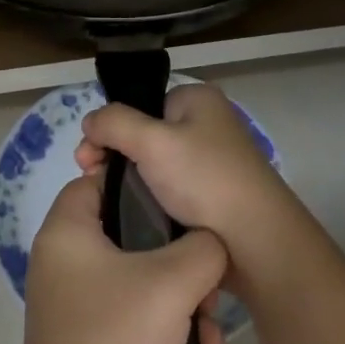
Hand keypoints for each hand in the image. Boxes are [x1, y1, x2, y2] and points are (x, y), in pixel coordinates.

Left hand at [14, 172, 227, 343]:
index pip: (99, 180)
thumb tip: (209, 244)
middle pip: (128, 232)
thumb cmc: (115, 343)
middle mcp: (63, 260)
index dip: (140, 183)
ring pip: (138, 277)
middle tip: (208, 279)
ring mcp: (74, 303)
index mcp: (67, 231)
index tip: (182, 200)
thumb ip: (203, 248)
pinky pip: (132, 313)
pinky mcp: (88, 340)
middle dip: (177, 255)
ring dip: (180, 296)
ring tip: (211, 326)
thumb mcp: (171, 283)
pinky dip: (164, 324)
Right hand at [75, 83, 298, 288]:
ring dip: (132, 183)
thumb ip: (114, 123)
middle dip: (115, 157)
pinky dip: (152, 201)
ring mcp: (213, 161)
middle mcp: (208, 124)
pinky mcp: (214, 195)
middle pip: (144, 134)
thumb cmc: (205, 181)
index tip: (87, 160)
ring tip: (111, 203)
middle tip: (94, 182)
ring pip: (155, 166)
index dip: (110, 129)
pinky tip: (138, 217)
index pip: (141, 105)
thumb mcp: (152, 141)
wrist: (257, 244)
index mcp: (198, 100)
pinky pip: (171, 191)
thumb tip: (90, 122)